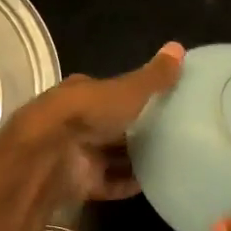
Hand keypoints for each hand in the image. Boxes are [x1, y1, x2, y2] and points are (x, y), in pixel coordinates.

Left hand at [9, 43, 184, 201]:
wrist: (51, 155)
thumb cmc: (88, 113)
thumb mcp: (128, 90)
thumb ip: (154, 76)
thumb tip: (179, 47)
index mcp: (83, 94)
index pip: (110, 92)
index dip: (133, 96)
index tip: (162, 102)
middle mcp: (77, 122)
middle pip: (111, 127)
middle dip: (136, 131)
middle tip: (172, 134)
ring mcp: (77, 154)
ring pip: (110, 156)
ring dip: (134, 160)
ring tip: (170, 160)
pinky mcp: (80, 183)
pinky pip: (110, 183)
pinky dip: (128, 184)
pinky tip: (154, 184)